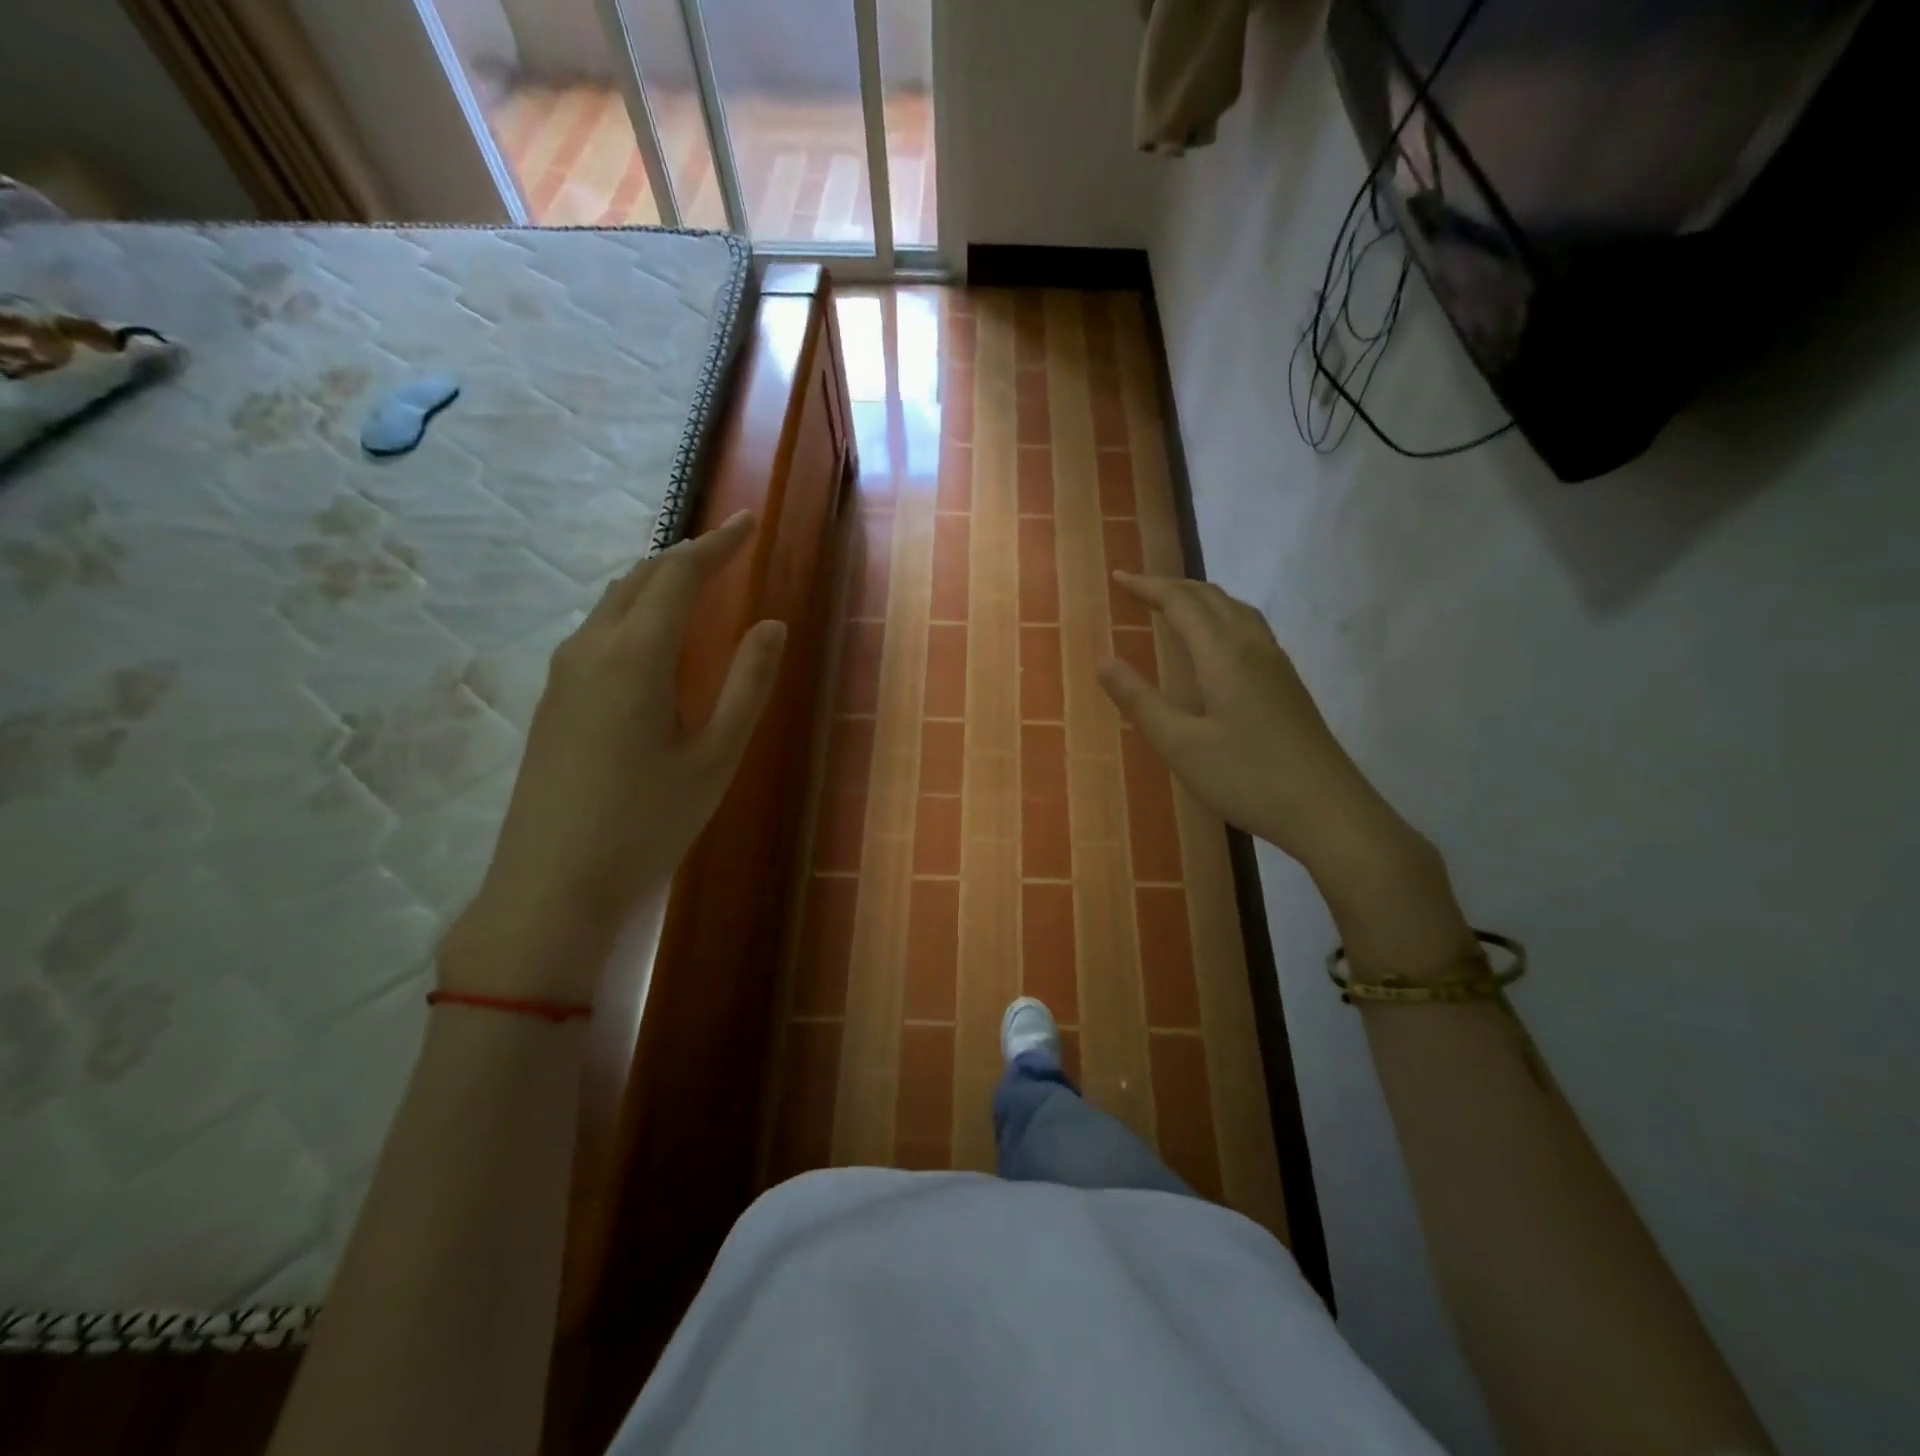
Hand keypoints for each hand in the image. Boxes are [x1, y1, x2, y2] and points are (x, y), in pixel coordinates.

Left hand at [445, 511, 785, 1001]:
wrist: (551, 886)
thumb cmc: (646, 823)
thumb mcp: (715, 757)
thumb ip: (747, 685)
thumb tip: (772, 625)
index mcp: (635, 656)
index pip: (679, 575)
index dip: (718, 543)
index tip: (750, 521)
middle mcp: (591, 649)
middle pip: (640, 578)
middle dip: (687, 555)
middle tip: (730, 548)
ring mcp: (563, 674)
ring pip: (614, 602)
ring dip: (658, 582)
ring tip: (697, 584)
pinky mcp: (553, 700)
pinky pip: (599, 631)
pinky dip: (635, 612)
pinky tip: (654, 639)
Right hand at [1097, 572, 1476, 981]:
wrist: (1328, 810)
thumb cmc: (1247, 778)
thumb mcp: (1181, 745)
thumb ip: (1140, 700)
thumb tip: (1103, 661)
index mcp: (1223, 655)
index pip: (1182, 602)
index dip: (1148, 586)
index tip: (1118, 577)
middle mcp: (1253, 647)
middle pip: (1211, 597)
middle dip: (1172, 586)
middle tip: (1138, 588)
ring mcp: (1276, 664)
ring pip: (1236, 610)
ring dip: (1201, 598)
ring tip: (1174, 604)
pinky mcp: (1288, 684)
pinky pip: (1250, 628)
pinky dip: (1222, 616)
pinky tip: (1217, 642)